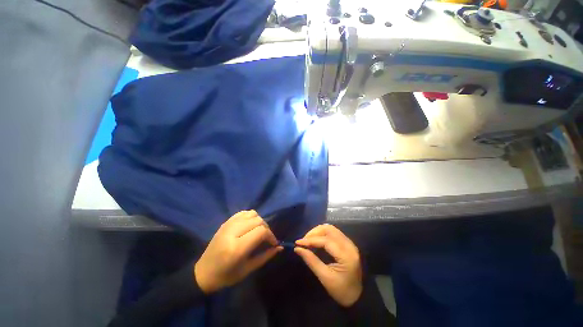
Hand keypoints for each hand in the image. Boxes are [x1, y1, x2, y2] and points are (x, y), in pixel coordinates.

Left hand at [194, 210, 281, 293]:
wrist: (203, 273)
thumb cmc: (226, 276)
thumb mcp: (248, 270)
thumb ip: (265, 256)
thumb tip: (279, 247)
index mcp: (237, 248)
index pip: (261, 231)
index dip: (271, 235)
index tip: (273, 243)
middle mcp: (232, 232)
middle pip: (258, 220)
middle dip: (266, 228)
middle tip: (267, 239)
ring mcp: (228, 225)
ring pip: (252, 214)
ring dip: (259, 221)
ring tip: (259, 231)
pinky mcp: (225, 222)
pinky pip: (243, 213)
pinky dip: (251, 217)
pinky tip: (250, 226)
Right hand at [295, 224, 362, 306]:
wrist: (358, 296)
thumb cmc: (341, 290)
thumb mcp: (325, 277)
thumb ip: (311, 261)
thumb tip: (297, 248)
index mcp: (346, 255)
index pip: (326, 240)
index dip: (310, 239)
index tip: (298, 242)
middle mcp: (349, 245)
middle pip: (329, 229)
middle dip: (314, 232)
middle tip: (304, 241)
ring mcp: (350, 243)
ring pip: (331, 229)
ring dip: (318, 231)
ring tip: (309, 240)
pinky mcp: (348, 243)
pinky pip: (334, 232)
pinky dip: (323, 234)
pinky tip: (317, 240)